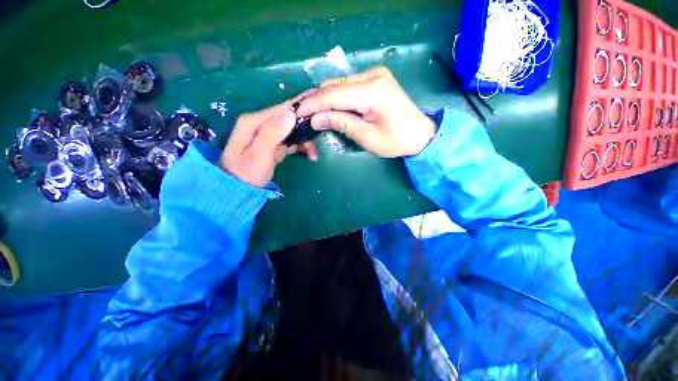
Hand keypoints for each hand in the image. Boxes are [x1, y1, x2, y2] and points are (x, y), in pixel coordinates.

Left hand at [220, 96, 317, 187]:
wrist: (237, 190)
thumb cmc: (246, 174)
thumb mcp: (258, 155)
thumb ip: (272, 133)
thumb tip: (290, 113)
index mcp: (254, 122)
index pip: (282, 109)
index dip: (301, 106)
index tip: (319, 105)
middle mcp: (260, 124)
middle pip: (289, 119)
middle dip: (305, 129)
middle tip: (317, 142)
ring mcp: (267, 134)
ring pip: (292, 130)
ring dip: (304, 141)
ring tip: (313, 154)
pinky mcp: (272, 144)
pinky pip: (290, 141)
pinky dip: (300, 146)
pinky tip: (308, 155)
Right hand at [296, 67, 435, 157]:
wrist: (420, 134)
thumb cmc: (396, 141)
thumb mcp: (367, 137)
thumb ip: (341, 123)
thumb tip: (315, 119)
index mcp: (373, 91)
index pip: (333, 94)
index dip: (313, 104)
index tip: (297, 113)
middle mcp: (373, 75)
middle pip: (334, 86)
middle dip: (316, 101)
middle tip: (303, 116)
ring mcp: (375, 74)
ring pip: (339, 84)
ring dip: (325, 98)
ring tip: (314, 113)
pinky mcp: (375, 79)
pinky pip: (348, 86)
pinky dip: (336, 97)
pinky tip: (329, 107)